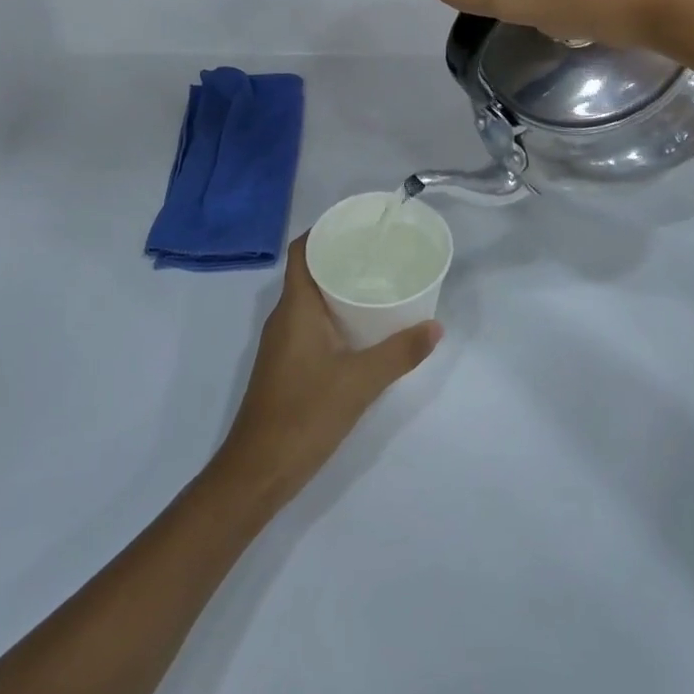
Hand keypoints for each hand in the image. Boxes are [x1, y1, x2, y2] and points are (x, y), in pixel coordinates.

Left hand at [213, 236, 440, 507]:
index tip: (357, 223)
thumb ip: (400, 353)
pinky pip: (309, 323)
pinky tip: (360, 328)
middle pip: (308, 271)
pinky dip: (333, 315)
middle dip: (339, 257)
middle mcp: (284, 316)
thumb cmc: (305, 414)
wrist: (258, 470)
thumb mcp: (360, 382)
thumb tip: (435, 326)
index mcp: (295, 307)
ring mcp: (282, 342)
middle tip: (379, 251)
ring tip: (377, 282)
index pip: (301, 251)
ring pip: (309, 299)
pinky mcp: (285, 364)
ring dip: (337, 287)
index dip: (323, 230)